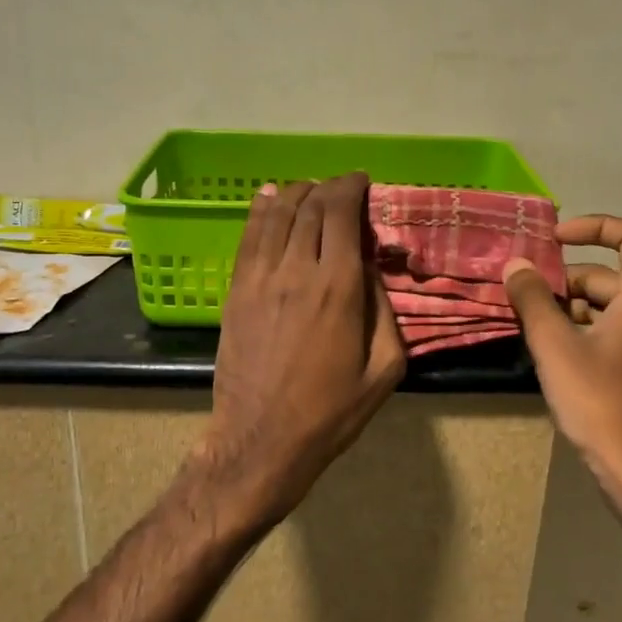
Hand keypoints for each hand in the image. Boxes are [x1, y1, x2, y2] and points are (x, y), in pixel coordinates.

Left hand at [202, 173, 405, 525]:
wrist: (262, 439)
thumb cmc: (331, 412)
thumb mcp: (384, 369)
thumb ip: (385, 311)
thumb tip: (372, 268)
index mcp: (339, 288)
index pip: (342, 214)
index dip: (352, 188)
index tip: (363, 182)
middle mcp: (297, 270)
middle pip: (310, 207)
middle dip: (328, 188)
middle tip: (342, 188)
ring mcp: (260, 278)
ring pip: (276, 214)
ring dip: (296, 193)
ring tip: (310, 190)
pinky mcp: (236, 291)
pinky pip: (248, 237)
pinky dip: (260, 210)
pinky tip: (268, 198)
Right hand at [502, 215, 621, 496]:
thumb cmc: (600, 401)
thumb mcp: (555, 346)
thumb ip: (533, 300)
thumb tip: (516, 265)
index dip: (596, 226)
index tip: (557, 238)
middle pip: (613, 275)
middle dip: (568, 279)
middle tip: (526, 295)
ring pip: (613, 305)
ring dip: (573, 306)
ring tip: (534, 326)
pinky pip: (618, 330)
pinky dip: (587, 329)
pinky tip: (556, 352)